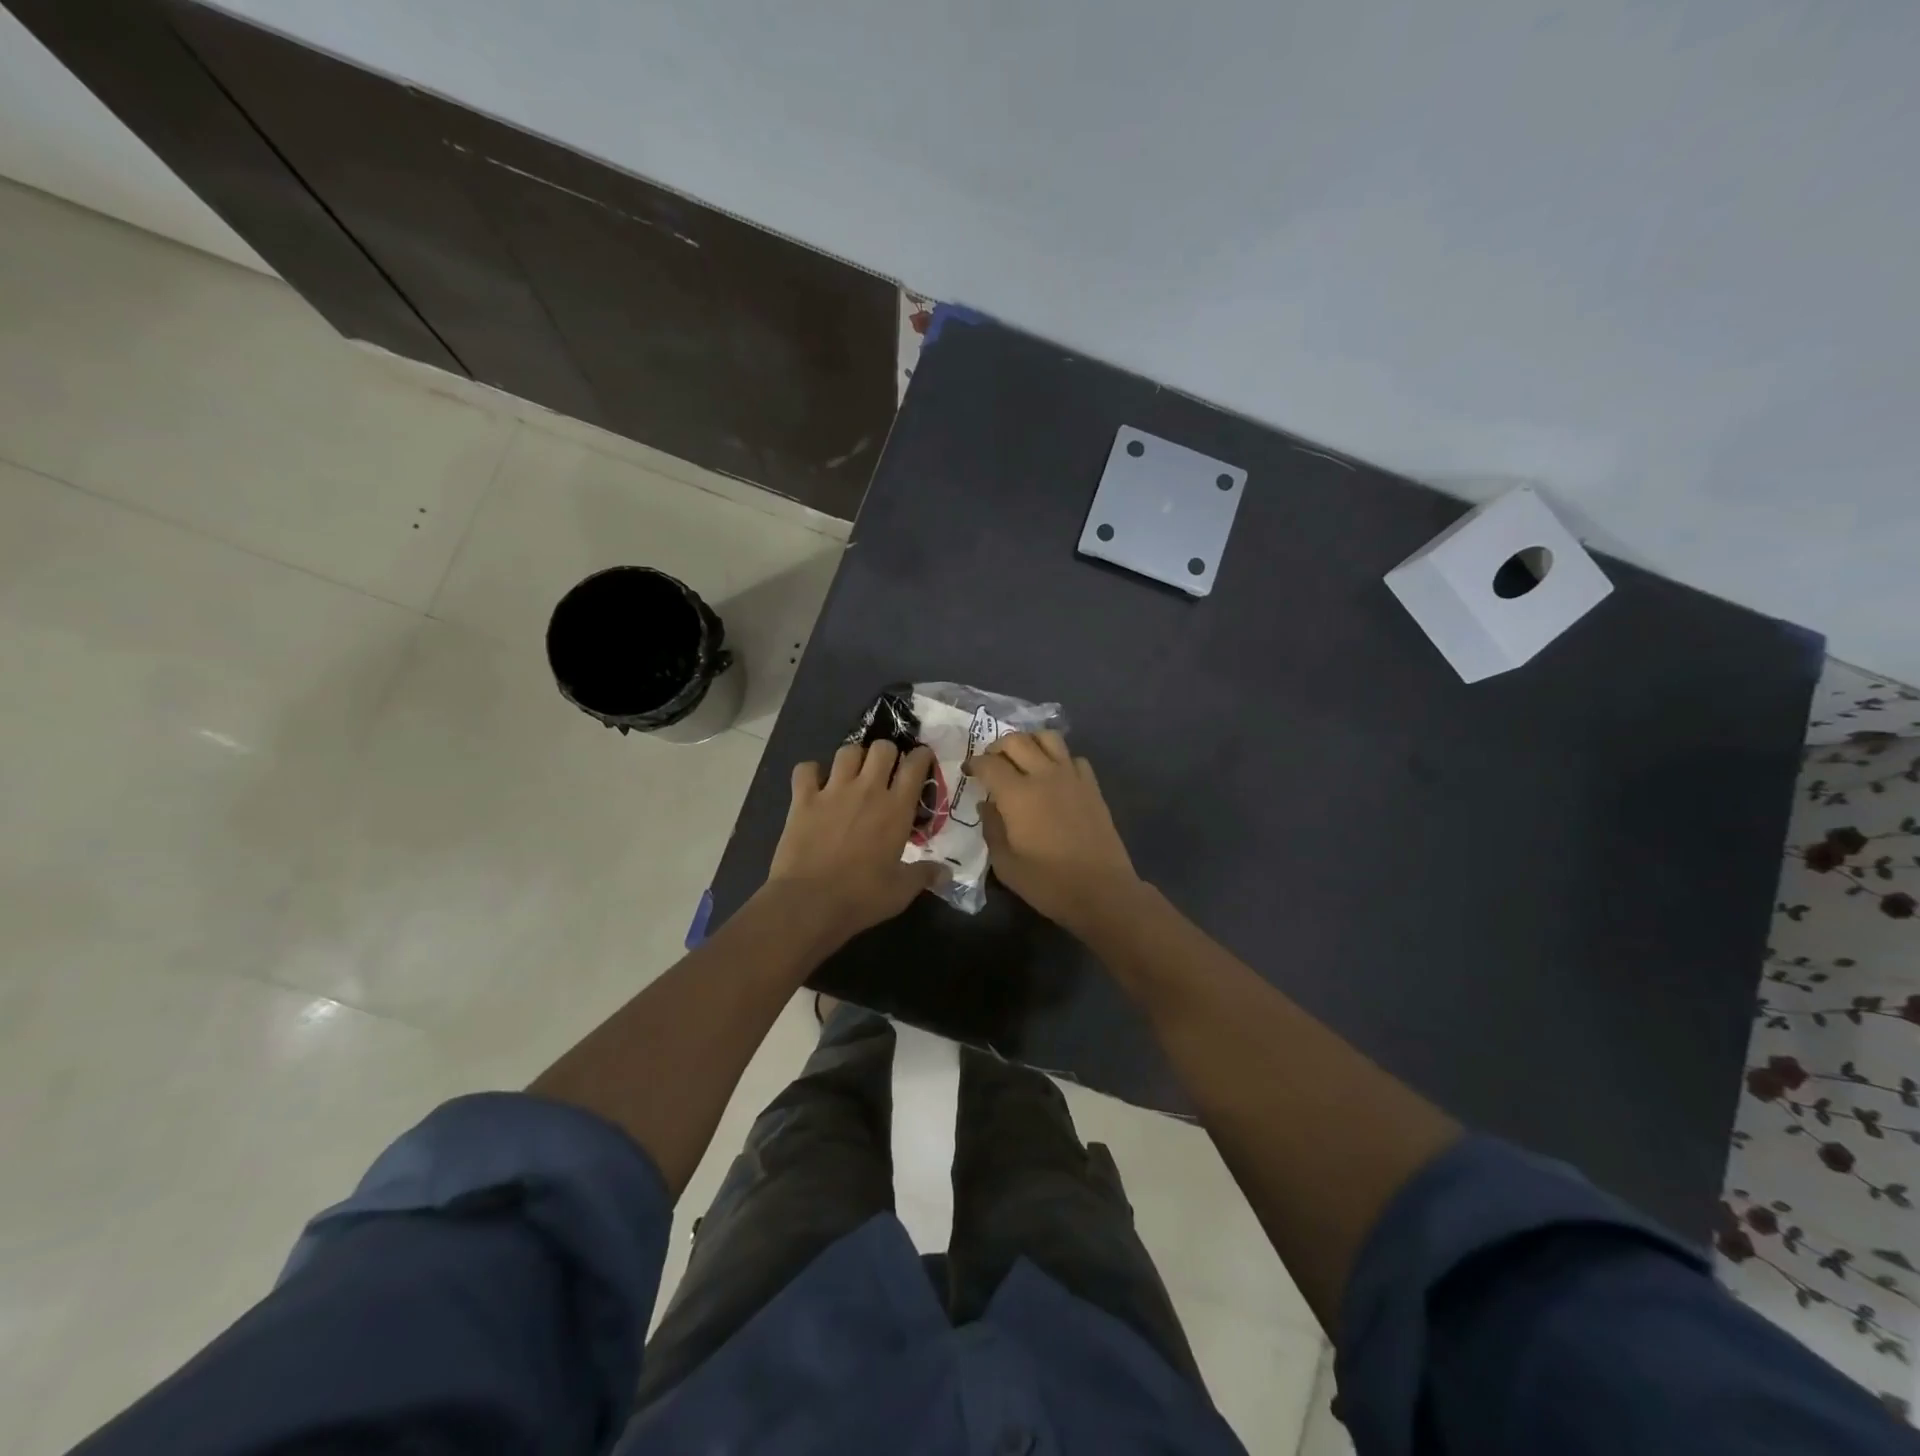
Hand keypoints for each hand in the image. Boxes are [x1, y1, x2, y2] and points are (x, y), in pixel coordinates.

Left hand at [765, 740, 940, 944]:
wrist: (809, 903)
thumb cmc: (861, 897)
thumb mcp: (901, 891)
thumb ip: (924, 875)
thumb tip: (947, 872)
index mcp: (896, 808)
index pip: (915, 765)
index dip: (921, 757)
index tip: (922, 762)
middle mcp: (867, 790)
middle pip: (882, 748)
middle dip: (887, 754)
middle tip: (886, 771)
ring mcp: (832, 791)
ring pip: (847, 751)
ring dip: (853, 758)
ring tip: (853, 774)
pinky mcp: (802, 799)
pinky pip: (806, 769)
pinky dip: (811, 772)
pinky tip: (814, 784)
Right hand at [968, 731, 1141, 931]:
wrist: (1102, 891)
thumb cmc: (1048, 883)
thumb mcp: (1005, 864)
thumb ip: (991, 828)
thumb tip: (986, 804)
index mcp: (1018, 794)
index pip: (989, 763)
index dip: (974, 764)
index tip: (968, 772)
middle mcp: (1044, 775)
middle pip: (1017, 741)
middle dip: (997, 747)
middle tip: (991, 763)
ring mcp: (1072, 777)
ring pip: (1048, 738)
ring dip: (1030, 742)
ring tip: (1022, 759)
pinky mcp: (1092, 786)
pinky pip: (1073, 757)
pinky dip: (1059, 759)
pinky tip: (1054, 776)